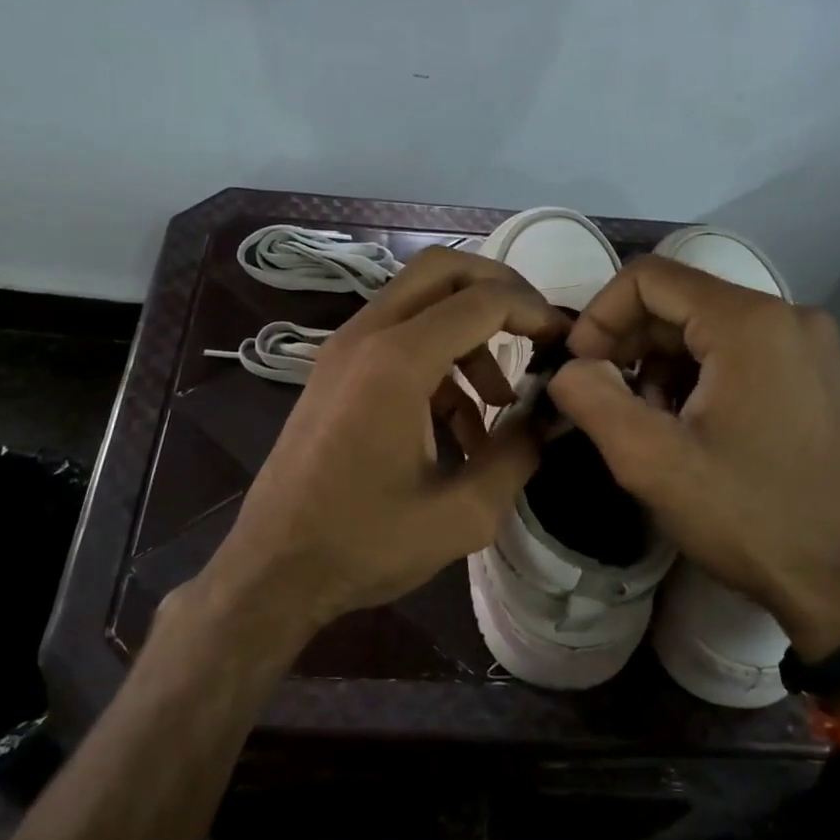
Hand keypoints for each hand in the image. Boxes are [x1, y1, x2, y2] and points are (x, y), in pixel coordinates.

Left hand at [214, 245, 567, 630]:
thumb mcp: (461, 514)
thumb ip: (517, 456)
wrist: (273, 569)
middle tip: (536, 333)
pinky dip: (439, 363)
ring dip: (469, 335)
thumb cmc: (364, 543)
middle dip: (499, 291)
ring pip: (420, 303)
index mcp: (397, 360)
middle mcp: (366, 336)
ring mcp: (344, 350)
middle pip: (442, 270)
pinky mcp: (336, 372)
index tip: (566, 343)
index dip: (535, 312)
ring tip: (500, 402)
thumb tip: (550, 419)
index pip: (482, 300)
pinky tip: (460, 429)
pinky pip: (398, 339)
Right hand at [546, 255, 839, 660]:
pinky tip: (685, 423)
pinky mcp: (813, 373)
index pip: (648, 277)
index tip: (579, 366)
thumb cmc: (745, 516)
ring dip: (658, 362)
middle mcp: (787, 315)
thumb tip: (568, 368)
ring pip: (704, 326)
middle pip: (678, 300)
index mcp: (750, 322)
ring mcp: (808, 344)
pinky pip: (735, 350)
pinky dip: (695, 374)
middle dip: (628, 342)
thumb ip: (591, 397)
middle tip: (603, 397)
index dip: (600, 315)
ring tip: (645, 418)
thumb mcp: (650, 460)